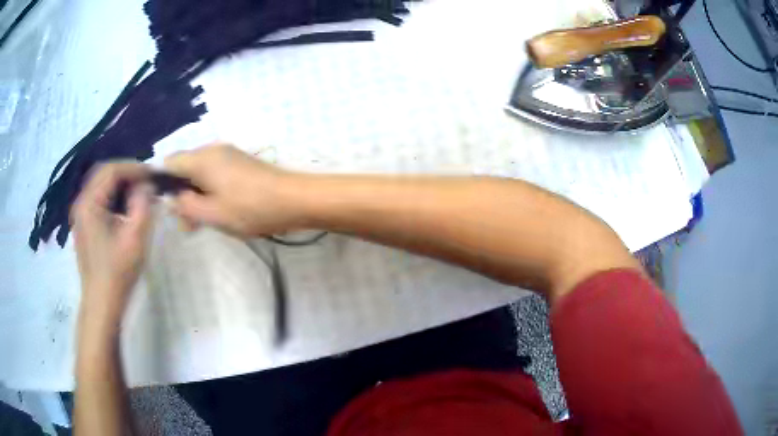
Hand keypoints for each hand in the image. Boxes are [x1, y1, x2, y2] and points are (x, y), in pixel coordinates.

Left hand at [72, 162, 153, 332]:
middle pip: (104, 174)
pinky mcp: (84, 226)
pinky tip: (126, 210)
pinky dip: (114, 198)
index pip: (111, 170)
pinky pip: (99, 200)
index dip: (134, 167)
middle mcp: (81, 203)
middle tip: (147, 182)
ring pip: (101, 186)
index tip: (154, 175)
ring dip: (121, 185)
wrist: (102, 303)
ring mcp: (81, 215)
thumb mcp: (135, 237)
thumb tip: (147, 184)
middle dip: (127, 173)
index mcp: (90, 203)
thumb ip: (143, 204)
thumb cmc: (118, 272)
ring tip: (139, 194)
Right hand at [164, 143, 302, 236]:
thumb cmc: (250, 208)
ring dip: (197, 197)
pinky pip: (216, 174)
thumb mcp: (212, 213)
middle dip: (182, 196)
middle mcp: (213, 150)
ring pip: (201, 174)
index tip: (170, 208)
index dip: (164, 184)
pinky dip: (211, 192)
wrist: (294, 199)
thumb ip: (186, 206)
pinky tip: (220, 211)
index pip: (170, 163)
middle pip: (185, 169)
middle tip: (189, 225)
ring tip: (203, 223)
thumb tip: (172, 199)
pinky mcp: (241, 163)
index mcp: (202, 158)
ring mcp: (229, 155)